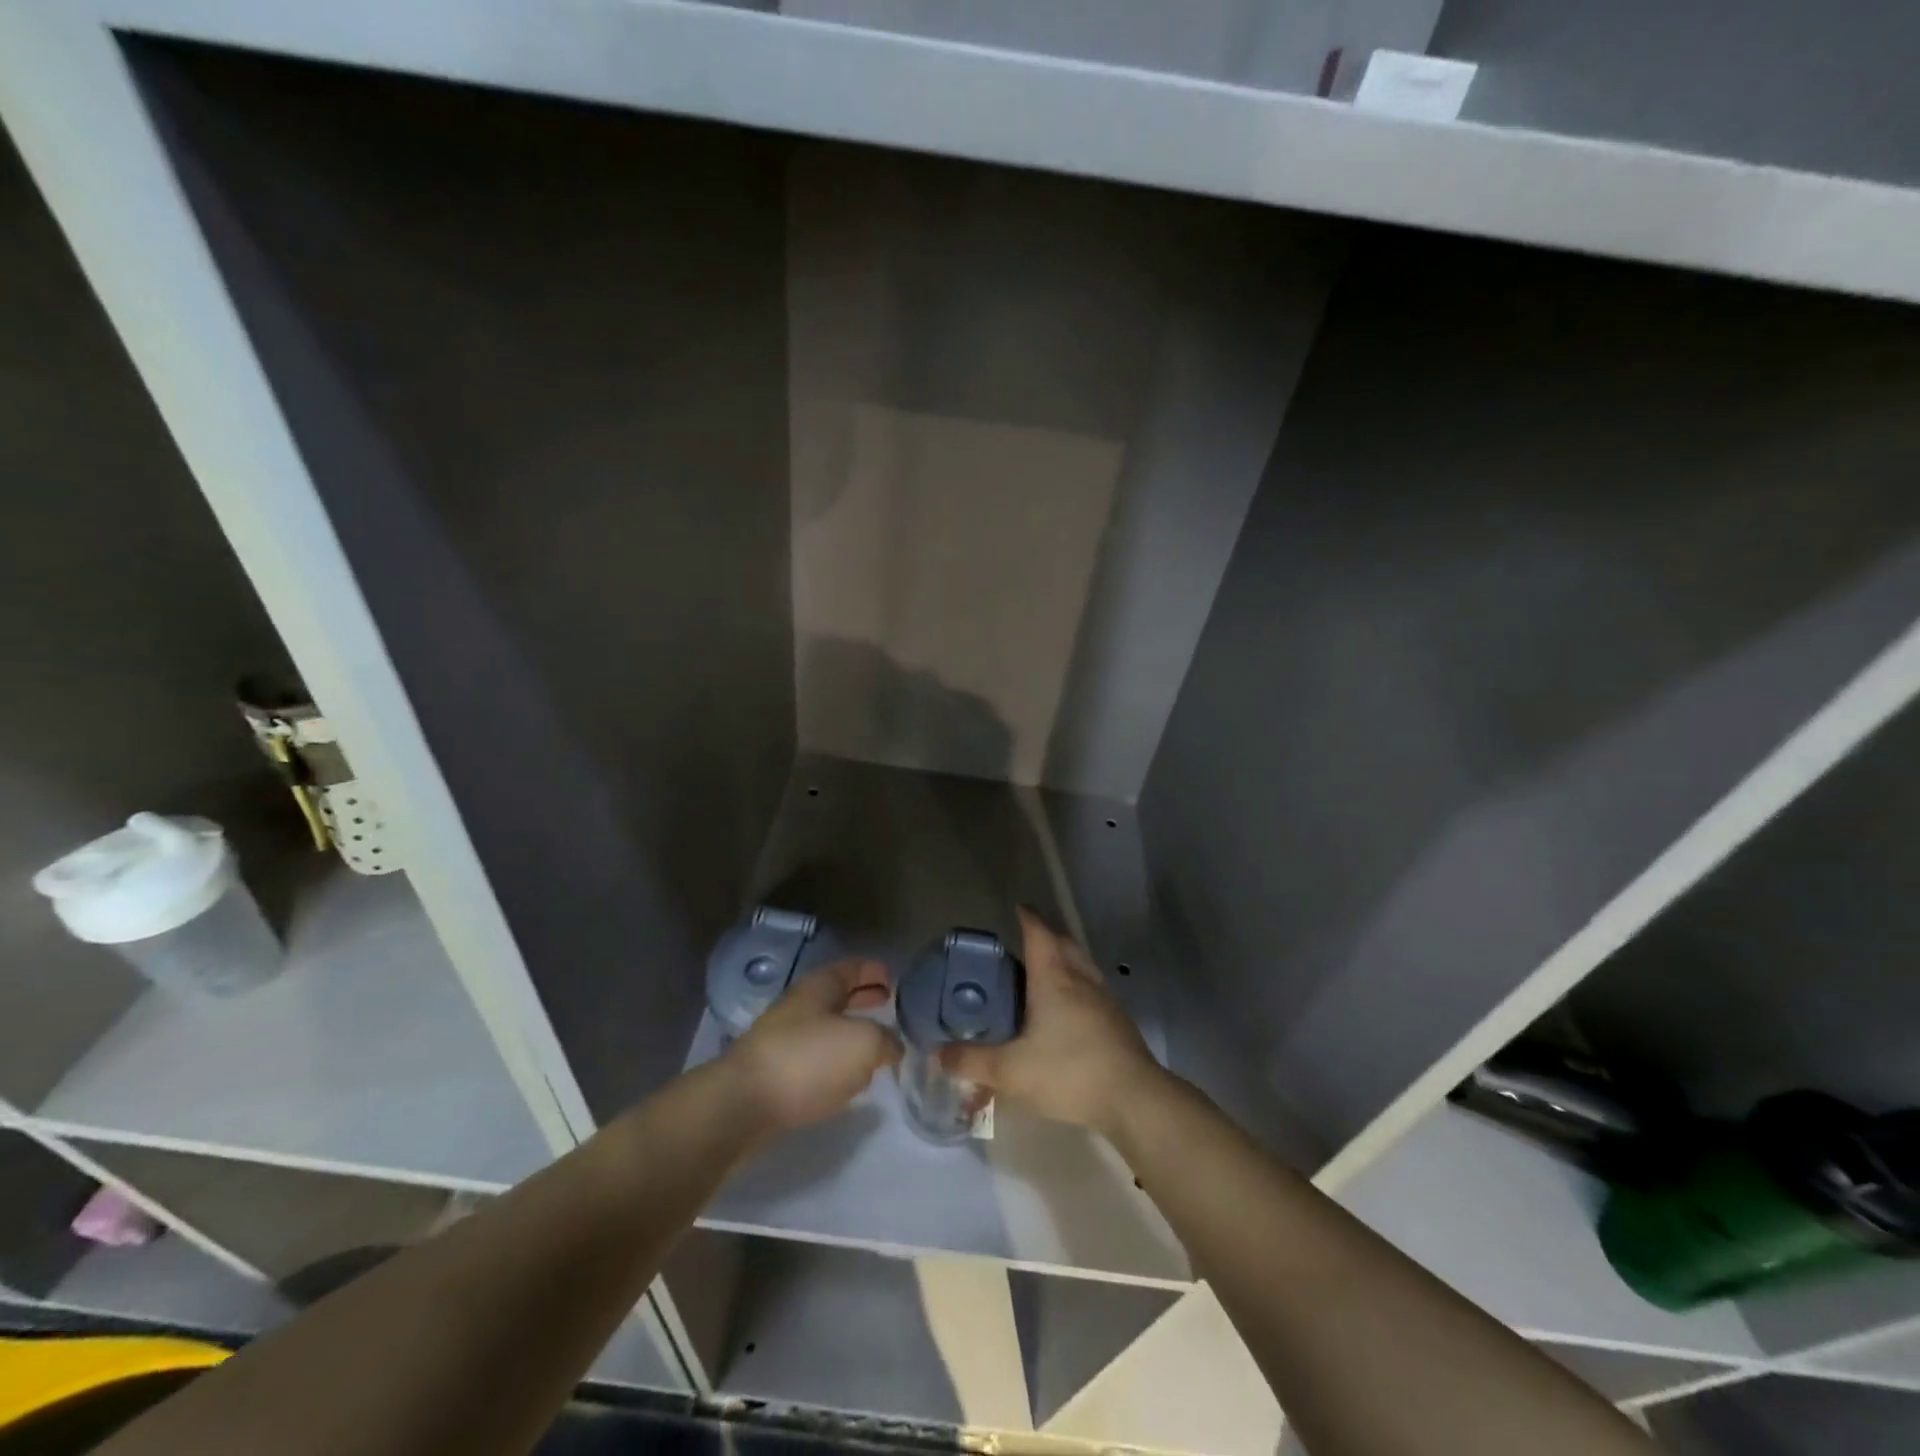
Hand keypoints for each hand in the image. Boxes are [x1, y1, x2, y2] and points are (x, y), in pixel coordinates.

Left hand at [724, 958, 900, 1130]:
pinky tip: (846, 1076)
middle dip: (862, 998)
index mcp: (820, 986)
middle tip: (888, 1004)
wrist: (743, 1104)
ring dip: (849, 1030)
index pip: (852, 967)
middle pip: (837, 995)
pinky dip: (834, 1058)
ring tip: (874, 1043)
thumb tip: (892, 1046)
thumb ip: (886, 1040)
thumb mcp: (864, 1043)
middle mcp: (800, 1005)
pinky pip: (813, 1056)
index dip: (873, 971)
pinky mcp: (773, 1072)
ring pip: (825, 1026)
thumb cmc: (808, 1059)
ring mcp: (782, 1038)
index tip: (892, 978)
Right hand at [940, 907, 1163, 1134]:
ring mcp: (1104, 999)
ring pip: (1082, 965)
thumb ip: (972, 1061)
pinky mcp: (1118, 1022)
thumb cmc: (1069, 1071)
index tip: (1019, 908)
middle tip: (1029, 937)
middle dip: (1047, 934)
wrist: (1134, 1098)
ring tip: (1047, 969)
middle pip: (1065, 943)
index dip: (1028, 918)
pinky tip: (1070, 1009)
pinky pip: (1093, 990)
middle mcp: (1081, 979)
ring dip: (1066, 958)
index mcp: (1054, 978)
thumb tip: (937, 1055)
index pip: (1039, 934)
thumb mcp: (1010, 1071)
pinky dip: (1078, 986)